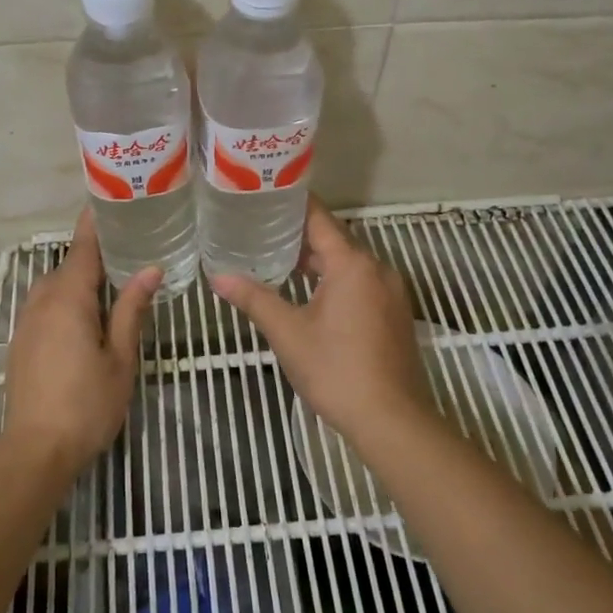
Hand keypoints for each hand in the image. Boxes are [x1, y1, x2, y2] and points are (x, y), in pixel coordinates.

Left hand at [3, 208, 160, 472]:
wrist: (36, 451)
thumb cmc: (87, 404)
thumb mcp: (120, 357)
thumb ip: (131, 309)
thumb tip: (150, 269)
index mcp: (68, 299)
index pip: (82, 247)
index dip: (96, 223)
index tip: (112, 200)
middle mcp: (42, 302)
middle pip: (69, 265)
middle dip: (95, 253)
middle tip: (130, 245)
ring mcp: (27, 322)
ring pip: (55, 286)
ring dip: (80, 278)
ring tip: (113, 280)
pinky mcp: (21, 341)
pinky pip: (46, 305)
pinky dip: (66, 298)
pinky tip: (87, 315)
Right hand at [211, 196, 430, 442]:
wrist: (390, 419)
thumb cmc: (336, 370)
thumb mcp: (288, 333)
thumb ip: (255, 299)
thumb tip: (217, 278)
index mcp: (352, 264)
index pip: (320, 219)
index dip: (294, 204)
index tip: (267, 194)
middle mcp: (377, 269)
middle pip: (336, 240)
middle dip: (301, 235)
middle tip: (263, 229)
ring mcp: (391, 292)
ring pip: (350, 264)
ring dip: (319, 260)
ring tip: (281, 259)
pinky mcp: (395, 314)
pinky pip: (362, 283)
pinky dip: (337, 280)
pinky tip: (312, 294)